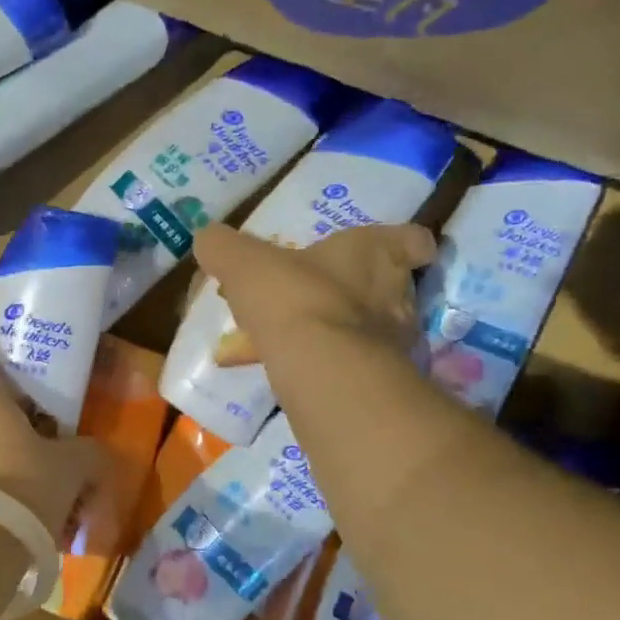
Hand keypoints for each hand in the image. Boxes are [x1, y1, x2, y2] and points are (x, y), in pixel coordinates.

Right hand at [193, 221, 436, 368]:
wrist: (320, 369)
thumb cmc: (293, 298)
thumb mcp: (244, 263)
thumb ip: (224, 247)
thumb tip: (207, 238)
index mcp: (375, 254)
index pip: (412, 241)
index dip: (403, 244)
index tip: (389, 249)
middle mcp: (395, 294)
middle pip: (388, 286)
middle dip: (355, 290)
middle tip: (319, 292)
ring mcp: (392, 342)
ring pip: (366, 329)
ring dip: (335, 330)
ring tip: (290, 336)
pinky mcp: (377, 381)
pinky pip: (347, 365)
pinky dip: (320, 364)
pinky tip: (282, 369)